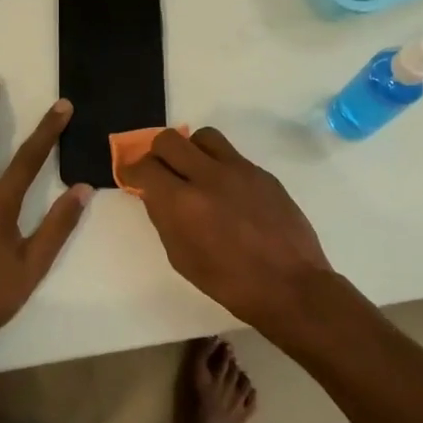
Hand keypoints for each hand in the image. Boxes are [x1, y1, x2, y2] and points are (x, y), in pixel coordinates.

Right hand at [122, 128, 338, 331]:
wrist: (290, 286)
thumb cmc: (230, 283)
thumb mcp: (182, 258)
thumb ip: (164, 219)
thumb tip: (156, 194)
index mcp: (183, 204)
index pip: (145, 167)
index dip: (132, 171)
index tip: (133, 178)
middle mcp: (208, 177)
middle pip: (169, 140)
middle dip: (157, 153)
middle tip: (161, 172)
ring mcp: (239, 170)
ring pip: (203, 136)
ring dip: (191, 150)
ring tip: (195, 173)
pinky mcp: (262, 173)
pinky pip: (231, 155)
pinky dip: (219, 166)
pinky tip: (226, 191)